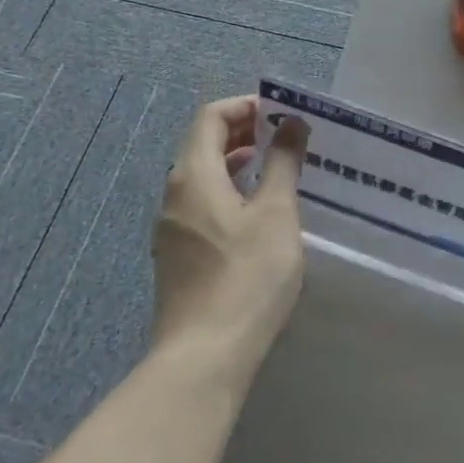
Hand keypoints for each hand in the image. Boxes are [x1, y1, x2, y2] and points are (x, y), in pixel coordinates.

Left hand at [152, 96, 308, 372]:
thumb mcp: (276, 213)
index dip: (246, 106)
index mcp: (193, 176)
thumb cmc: (246, 276)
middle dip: (244, 131)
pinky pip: (202, 204)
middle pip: (203, 144)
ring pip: (203, 176)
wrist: (204, 356)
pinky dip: (230, 191)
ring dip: (238, 162)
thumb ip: (283, 162)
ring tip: (278, 168)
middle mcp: (174, 194)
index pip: (211, 117)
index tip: (283, 113)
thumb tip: (291, 123)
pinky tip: (259, 213)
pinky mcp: (178, 255)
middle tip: (286, 136)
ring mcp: (171, 228)